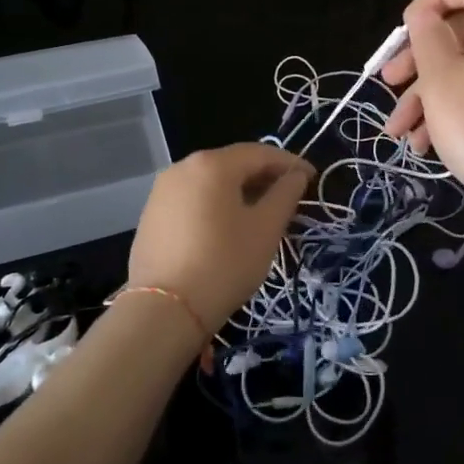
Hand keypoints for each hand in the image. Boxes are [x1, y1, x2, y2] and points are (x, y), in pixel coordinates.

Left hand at [126, 143, 312, 340]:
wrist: (164, 310)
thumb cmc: (224, 263)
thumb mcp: (266, 229)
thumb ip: (285, 194)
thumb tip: (297, 175)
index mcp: (212, 164)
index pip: (259, 153)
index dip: (289, 163)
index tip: (312, 178)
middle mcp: (183, 168)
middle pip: (233, 163)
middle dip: (264, 176)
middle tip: (290, 196)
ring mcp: (162, 191)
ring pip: (211, 182)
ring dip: (240, 191)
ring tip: (262, 212)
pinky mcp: (152, 215)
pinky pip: (193, 199)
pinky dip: (216, 204)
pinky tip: (228, 226)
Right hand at [381, 0, 463, 209]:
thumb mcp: (441, 78)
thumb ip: (428, 36)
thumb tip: (425, 13)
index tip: (409, 27)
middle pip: (460, 29)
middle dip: (418, 53)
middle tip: (388, 78)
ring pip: (461, 71)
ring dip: (423, 94)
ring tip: (396, 130)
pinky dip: (445, 114)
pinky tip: (421, 145)